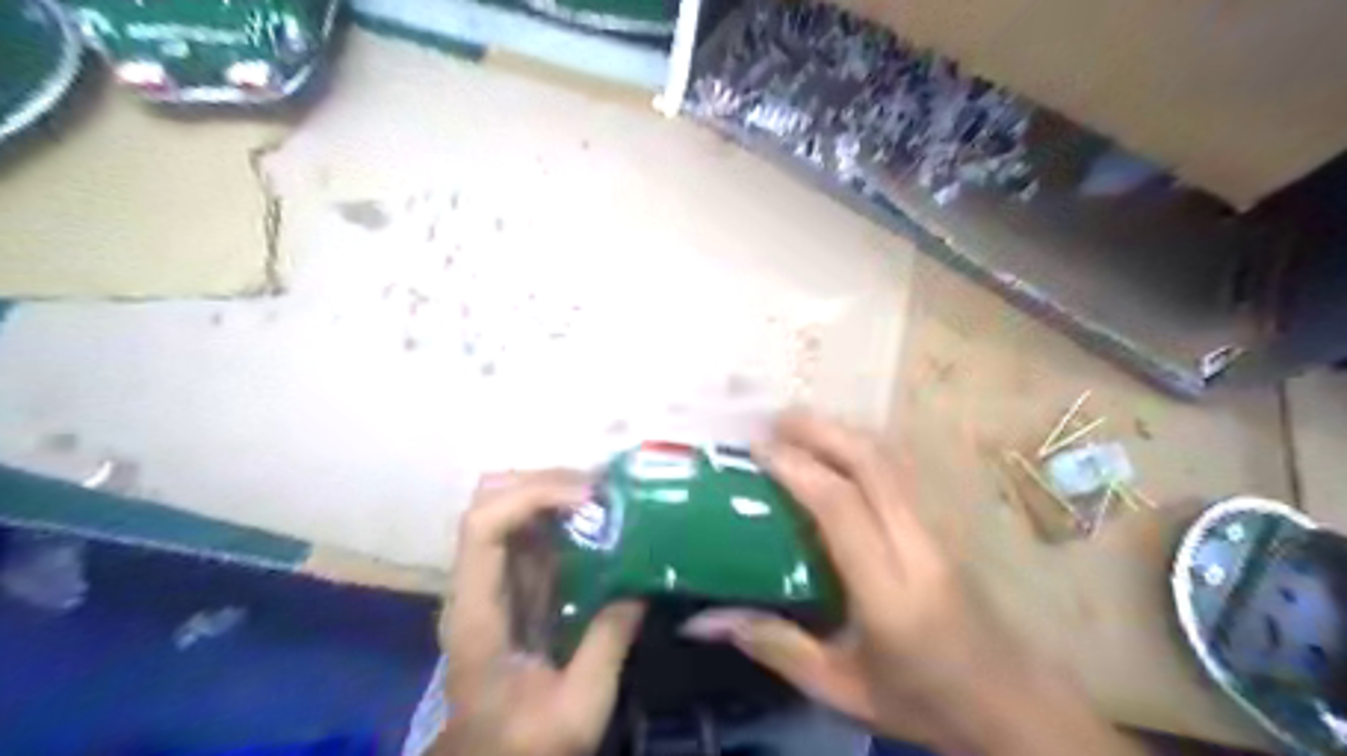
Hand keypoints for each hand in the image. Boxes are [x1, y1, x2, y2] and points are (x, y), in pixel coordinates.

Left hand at [432, 470, 641, 752]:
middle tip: (604, 491)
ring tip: (608, 498)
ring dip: (556, 492)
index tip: (590, 500)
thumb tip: (642, 586)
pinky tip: (600, 522)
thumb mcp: (578, 706)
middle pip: (490, 499)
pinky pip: (533, 530)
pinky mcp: (514, 585)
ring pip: (510, 506)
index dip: (531, 496)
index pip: (483, 525)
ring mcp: (493, 580)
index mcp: (477, 611)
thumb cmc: (526, 744)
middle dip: (545, 482)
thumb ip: (609, 642)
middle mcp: (476, 583)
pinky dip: (564, 514)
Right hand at [685, 413, 1132, 755]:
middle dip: (819, 431)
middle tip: (773, 420)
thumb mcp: (840, 689)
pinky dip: (863, 446)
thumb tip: (703, 621)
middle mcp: (918, 547)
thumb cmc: (921, 701)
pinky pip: (901, 469)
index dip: (796, 468)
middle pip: (872, 464)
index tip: (756, 449)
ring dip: (843, 432)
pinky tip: (838, 447)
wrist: (1011, 705)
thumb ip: (773, 645)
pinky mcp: (946, 524)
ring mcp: (939, 529)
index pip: (841, 508)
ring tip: (798, 425)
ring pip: (892, 459)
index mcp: (889, 592)